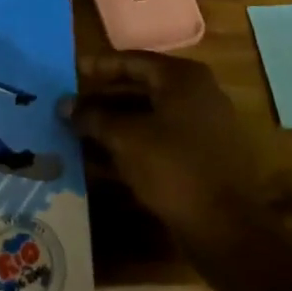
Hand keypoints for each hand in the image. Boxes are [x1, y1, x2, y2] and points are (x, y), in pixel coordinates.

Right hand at [67, 52, 264, 241]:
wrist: (226, 229)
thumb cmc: (174, 168)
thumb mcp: (126, 138)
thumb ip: (94, 117)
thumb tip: (64, 105)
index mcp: (183, 79)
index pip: (133, 61)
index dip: (99, 67)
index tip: (70, 72)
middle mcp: (196, 95)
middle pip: (140, 89)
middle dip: (102, 101)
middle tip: (70, 108)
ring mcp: (201, 128)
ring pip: (147, 119)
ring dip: (113, 127)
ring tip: (76, 135)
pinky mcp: (200, 160)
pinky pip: (158, 143)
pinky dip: (130, 148)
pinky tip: (99, 163)